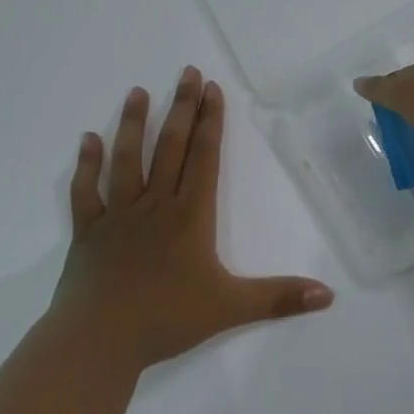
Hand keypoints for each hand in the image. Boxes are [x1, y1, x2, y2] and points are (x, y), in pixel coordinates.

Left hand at [56, 67, 333, 368]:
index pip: (204, 157)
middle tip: (187, 72)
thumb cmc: (166, 319)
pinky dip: (86, 165)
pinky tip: (87, 139)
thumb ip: (279, 298)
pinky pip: (84, 191)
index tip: (212, 88)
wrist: (98, 341)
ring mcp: (118, 215)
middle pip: (171, 147)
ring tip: (138, 92)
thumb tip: (328, 295)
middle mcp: (155, 204)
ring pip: (127, 159)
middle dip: (182, 108)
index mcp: (189, 215)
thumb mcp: (230, 308)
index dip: (211, 121)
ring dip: (133, 124)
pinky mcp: (88, 231)